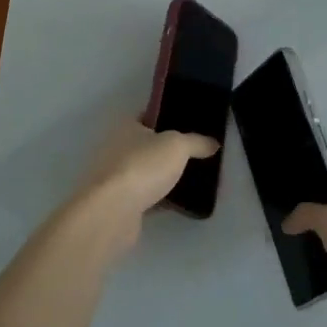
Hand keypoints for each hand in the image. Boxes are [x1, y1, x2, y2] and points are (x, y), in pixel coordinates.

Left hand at [73, 119, 217, 233]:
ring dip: (162, 176)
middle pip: (146, 146)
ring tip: (191, 178)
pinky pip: (145, 197)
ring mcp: (115, 178)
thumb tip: (213, 142)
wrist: (113, 211)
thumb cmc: (142, 166)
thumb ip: (196, 142)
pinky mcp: (119, 203)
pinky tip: (179, 203)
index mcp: (125, 127)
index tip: (188, 125)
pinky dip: (159, 199)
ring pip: (145, 172)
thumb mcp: (177, 146)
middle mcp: (116, 148)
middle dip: (166, 151)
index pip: (147, 116)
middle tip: (194, 154)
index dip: (167, 118)